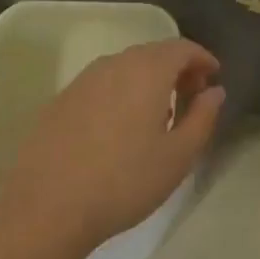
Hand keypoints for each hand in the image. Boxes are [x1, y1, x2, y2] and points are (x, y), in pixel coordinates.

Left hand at [0, 38, 225, 257]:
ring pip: (125, 67)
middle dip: (177, 69)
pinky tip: (118, 128)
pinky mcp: (59, 101)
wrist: (45, 210)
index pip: (182, 48)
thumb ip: (203, 117)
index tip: (213, 78)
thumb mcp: (178, 156)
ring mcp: (83, 80)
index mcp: (148, 70)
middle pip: (154, 53)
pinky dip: (120, 93)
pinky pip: (101, 85)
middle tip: (190, 98)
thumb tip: (214, 92)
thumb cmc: (124, 182)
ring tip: (156, 116)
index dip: (202, 59)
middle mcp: (115, 64)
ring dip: (147, 81)